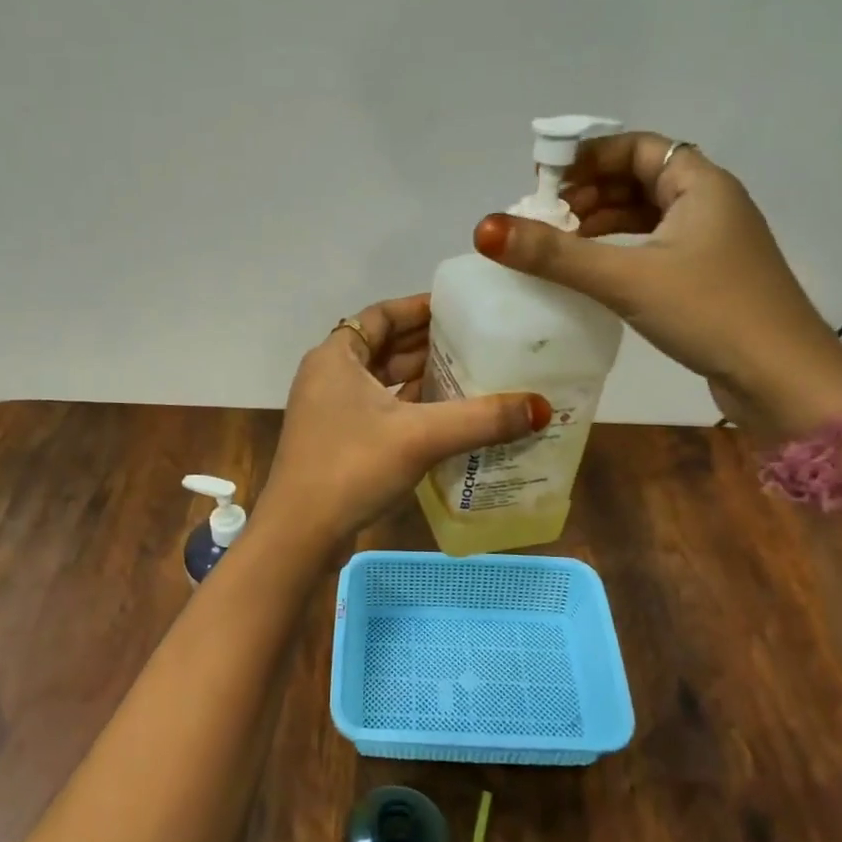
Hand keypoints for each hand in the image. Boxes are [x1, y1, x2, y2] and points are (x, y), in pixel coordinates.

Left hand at [263, 293, 550, 544]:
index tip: (460, 308)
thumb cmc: (352, 468)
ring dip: (419, 377)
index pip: (382, 315)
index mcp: (336, 356)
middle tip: (476, 342)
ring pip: (381, 381)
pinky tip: (444, 416)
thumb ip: (481, 419)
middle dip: (426, 344)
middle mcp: (328, 375)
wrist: (299, 534)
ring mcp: (328, 410)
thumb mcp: (421, 437)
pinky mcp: (336, 440)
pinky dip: (409, 407)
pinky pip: (378, 409)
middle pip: (383, 346)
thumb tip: (541, 407)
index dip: (420, 308)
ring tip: (469, 374)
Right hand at [473, 133, 841, 437]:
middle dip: (589, 192)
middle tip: (545, 217)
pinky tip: (592, 272)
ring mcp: (712, 243)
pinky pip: (653, 247)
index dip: (589, 156)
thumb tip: (485, 228)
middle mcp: (710, 204)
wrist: (785, 381)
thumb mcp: (626, 278)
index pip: (638, 146)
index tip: (544, 180)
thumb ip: (554, 254)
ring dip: (602, 223)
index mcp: (701, 184)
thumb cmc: (711, 312)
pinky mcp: (708, 278)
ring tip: (558, 244)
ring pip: (646, 215)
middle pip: (639, 178)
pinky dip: (619, 250)